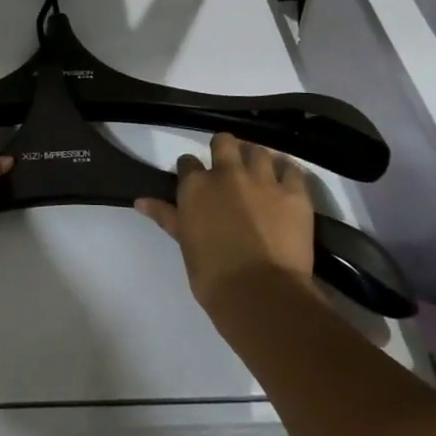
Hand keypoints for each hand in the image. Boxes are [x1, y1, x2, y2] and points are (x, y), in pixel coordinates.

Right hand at [136, 133, 321, 314]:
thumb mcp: (184, 243)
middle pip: (224, 142)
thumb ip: (165, 216)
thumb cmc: (212, 275)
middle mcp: (227, 173)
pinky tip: (286, 182)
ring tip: (259, 174)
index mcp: (195, 186)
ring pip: (259, 151)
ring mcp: (263, 181)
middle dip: (225, 149)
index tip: (197, 183)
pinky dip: (288, 172)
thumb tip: (140, 201)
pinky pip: (293, 170)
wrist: (259, 293)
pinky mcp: (295, 194)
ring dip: (256, 159)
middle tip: (229, 168)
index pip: (188, 163)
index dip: (192, 171)